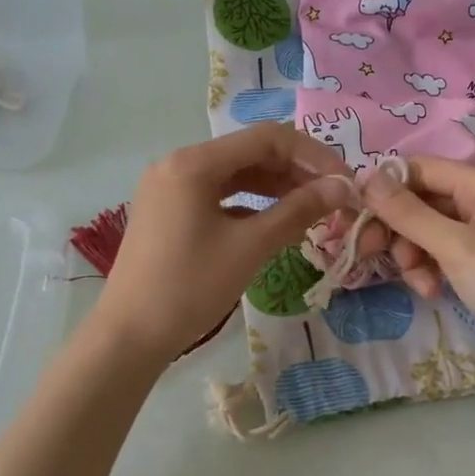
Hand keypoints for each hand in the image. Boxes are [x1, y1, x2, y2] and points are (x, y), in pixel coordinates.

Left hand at [91, 124, 355, 364]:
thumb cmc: (190, 287)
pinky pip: (218, 195)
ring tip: (312, 209)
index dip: (313, 156)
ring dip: (276, 187)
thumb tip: (342, 188)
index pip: (267, 139)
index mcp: (194, 162)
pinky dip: (251, 204)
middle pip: (250, 153)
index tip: (345, 182)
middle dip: (296, 172)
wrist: (129, 336)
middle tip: (334, 198)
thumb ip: (298, 210)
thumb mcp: (250, 246)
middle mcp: (179, 164)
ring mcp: (170, 188)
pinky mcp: (169, 211)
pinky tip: (275, 223)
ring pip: (235, 174)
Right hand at [358, 157, 474, 382]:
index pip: (420, 169)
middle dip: (398, 228)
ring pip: (428, 230)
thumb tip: (367, 177)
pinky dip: (431, 269)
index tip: (356, 218)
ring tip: (419, 282)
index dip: (386, 189)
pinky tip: (432, 291)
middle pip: (421, 200)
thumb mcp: (455, 247)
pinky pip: (443, 253)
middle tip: (371, 253)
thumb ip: (409, 213)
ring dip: (413, 254)